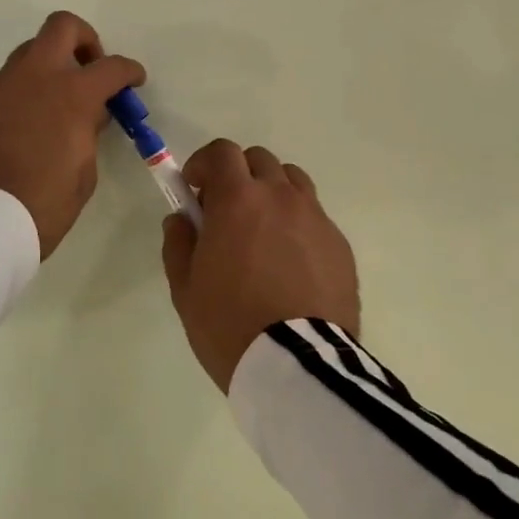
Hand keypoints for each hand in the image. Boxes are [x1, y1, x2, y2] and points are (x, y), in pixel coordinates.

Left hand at [0, 11, 144, 258]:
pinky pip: (7, 84)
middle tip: (90, 69)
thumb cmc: (43, 204)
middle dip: (84, 40)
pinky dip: (24, 93)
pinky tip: (26, 126)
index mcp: (72, 94)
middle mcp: (36, 77)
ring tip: (56, 103)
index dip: (129, 71)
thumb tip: (86, 115)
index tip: (134, 80)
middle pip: (62, 27)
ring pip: (30, 52)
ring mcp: (1, 86)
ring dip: (50, 66)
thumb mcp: (84, 173)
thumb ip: (88, 133)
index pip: (111, 67)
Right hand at [160, 140, 359, 391]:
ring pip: (292, 181)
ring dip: (272, 192)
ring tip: (263, 232)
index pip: (221, 152)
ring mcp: (315, 217)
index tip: (194, 189)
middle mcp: (280, 196)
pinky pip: (315, 216)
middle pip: (259, 160)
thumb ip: (178, 243)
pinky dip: (298, 224)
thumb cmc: (230, 324)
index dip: (204, 164)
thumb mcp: (185, 289)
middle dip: (238, 176)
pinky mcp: (340, 244)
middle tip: (226, 212)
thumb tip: (182, 219)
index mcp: (238, 199)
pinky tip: (291, 263)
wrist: (298, 366)